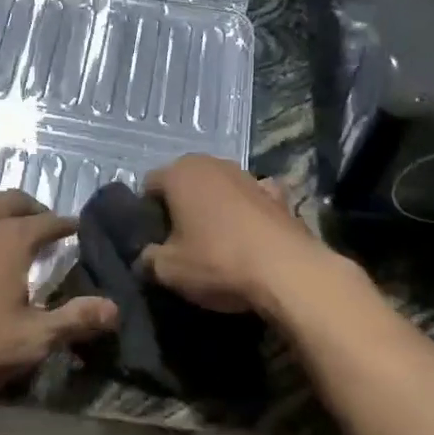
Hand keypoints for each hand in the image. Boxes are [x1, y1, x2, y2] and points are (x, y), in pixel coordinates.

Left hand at [0, 185, 116, 395]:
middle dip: (34, 209)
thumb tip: (115, 308)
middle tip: (43, 227)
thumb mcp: (30, 340)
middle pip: (14, 199)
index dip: (67, 225)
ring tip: (2, 225)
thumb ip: (75, 320)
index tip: (77, 231)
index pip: (50, 221)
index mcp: (12, 237)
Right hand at [139, 156, 328, 315]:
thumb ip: (148, 259)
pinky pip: (251, 199)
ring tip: (214, 242)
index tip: (152, 239)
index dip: (146, 212)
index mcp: (179, 173)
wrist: (287, 271)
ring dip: (213, 207)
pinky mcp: (277, 194)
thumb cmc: (217, 261)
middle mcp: (212, 163)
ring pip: (218, 188)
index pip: (149, 185)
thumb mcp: (168, 270)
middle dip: (179, 206)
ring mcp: (248, 175)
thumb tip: (145, 257)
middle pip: (184, 182)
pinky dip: (247, 211)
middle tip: (179, 241)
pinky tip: (249, 235)